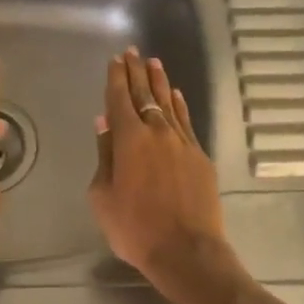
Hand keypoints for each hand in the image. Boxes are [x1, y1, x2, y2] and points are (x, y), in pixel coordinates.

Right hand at [89, 48, 242, 303]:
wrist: (187, 251)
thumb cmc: (135, 228)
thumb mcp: (103, 196)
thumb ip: (104, 155)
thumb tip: (104, 123)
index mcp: (129, 140)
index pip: (120, 99)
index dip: (116, 78)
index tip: (115, 60)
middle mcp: (157, 132)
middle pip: (145, 94)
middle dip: (136, 72)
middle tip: (132, 52)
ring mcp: (182, 143)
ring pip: (169, 103)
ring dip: (159, 82)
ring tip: (153, 63)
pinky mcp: (200, 156)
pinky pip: (186, 122)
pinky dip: (179, 106)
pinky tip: (176, 95)